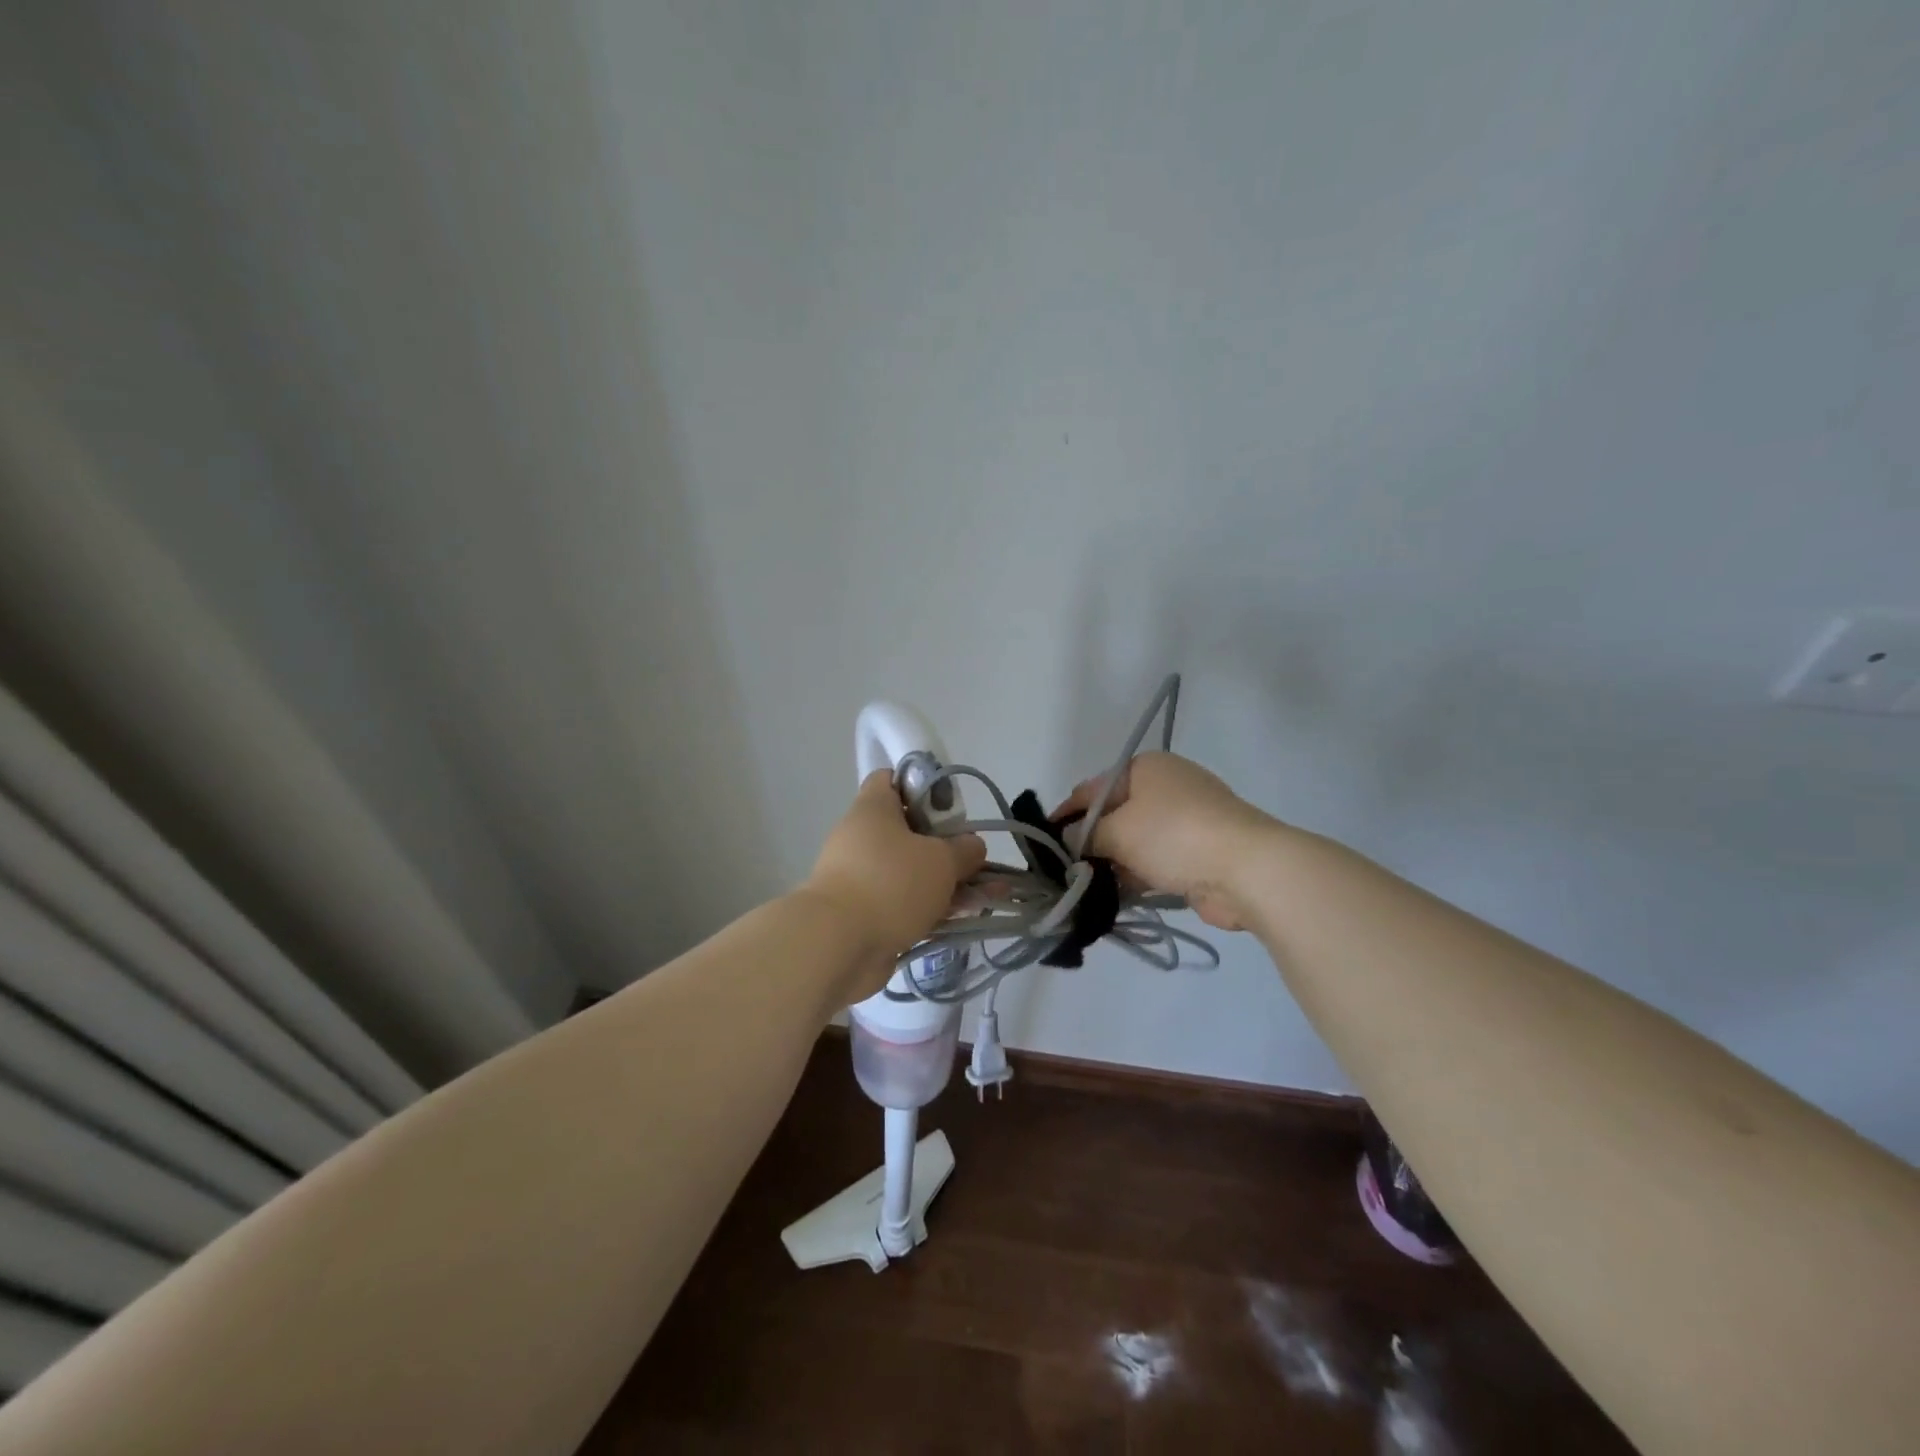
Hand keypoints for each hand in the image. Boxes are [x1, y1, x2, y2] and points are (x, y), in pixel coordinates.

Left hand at [805, 770, 986, 989]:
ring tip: (992, 895)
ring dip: (949, 882)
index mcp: (873, 809)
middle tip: (978, 858)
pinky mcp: (868, 914)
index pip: (890, 780)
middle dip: (948, 845)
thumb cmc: (891, 883)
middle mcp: (864, 838)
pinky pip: (908, 903)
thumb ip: (965, 849)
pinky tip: (968, 917)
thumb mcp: (941, 859)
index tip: (950, 806)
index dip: (921, 786)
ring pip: (913, 872)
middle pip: (910, 831)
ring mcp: (864, 878)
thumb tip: (973, 846)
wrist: (838, 946)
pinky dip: (935, 907)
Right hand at [1052, 751, 1275, 930]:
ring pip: (1134, 841)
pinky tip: (1111, 896)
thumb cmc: (1174, 835)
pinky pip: (1154, 862)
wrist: (1247, 869)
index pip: (1092, 789)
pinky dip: (1135, 876)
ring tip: (1082, 887)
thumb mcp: (1117, 830)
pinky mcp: (1197, 852)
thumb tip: (1066, 840)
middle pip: (1114, 815)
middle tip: (1061, 869)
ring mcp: (1185, 820)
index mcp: (1145, 768)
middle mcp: (1165, 788)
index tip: (1043, 840)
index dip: (1066, 814)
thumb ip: (1085, 835)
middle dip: (1089, 841)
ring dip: (1111, 863)